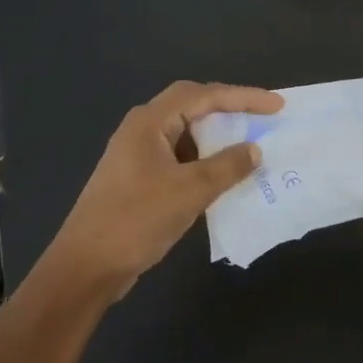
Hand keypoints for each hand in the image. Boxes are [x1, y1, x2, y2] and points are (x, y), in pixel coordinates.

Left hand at [51, 81, 284, 296]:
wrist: (85, 267)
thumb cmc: (136, 219)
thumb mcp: (190, 191)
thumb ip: (227, 166)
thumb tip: (254, 149)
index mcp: (149, 122)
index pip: (203, 95)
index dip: (243, 97)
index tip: (276, 106)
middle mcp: (142, 130)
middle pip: (192, 106)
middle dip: (229, 109)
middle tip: (262, 117)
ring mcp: (138, 155)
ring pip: (186, 133)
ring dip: (217, 137)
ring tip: (249, 144)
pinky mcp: (139, 179)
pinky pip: (180, 157)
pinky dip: (205, 161)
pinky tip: (224, 176)